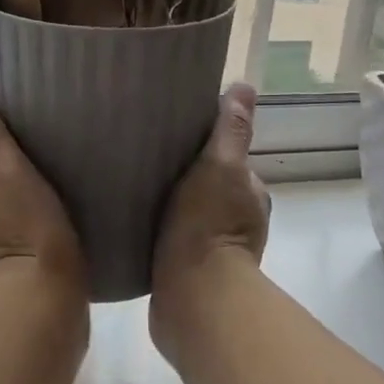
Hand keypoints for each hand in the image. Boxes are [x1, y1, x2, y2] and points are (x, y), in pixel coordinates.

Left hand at [0, 81, 85, 301]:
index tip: (30, 120)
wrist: (36, 310)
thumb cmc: (24, 230)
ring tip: (59, 180)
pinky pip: (12, 233)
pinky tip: (55, 221)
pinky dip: (27, 222)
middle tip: (52, 147)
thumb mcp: (6, 171)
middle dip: (9, 161)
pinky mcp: (0, 272)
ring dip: (19, 193)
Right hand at [151, 83, 269, 327]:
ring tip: (134, 190)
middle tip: (146, 161)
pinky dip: (160, 231)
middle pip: (208, 187)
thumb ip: (231, 130)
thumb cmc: (208, 225)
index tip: (174, 137)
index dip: (206, 148)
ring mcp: (215, 251)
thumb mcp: (221, 166)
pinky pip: (173, 240)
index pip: (229, 161)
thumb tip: (245, 86)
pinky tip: (135, 224)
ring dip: (171, 204)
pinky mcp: (190, 273)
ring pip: (190, 214)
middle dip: (185, 176)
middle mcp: (240, 222)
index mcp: (250, 195)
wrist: (193, 297)